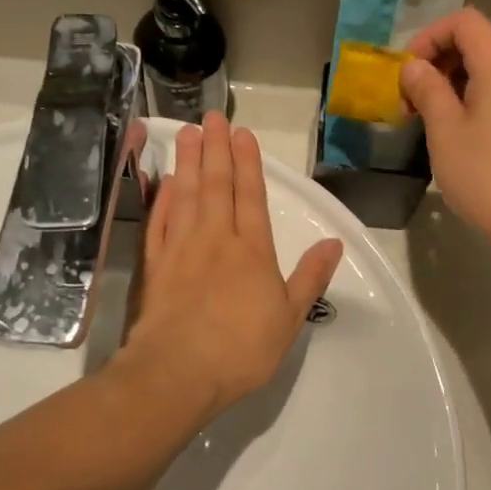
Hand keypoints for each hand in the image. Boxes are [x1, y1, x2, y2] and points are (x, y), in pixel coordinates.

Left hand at [123, 114, 342, 418]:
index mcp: (252, 249)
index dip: (248, 163)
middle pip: (216, 184)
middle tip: (211, 116)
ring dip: (188, 161)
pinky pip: (158, 221)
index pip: (251, 195)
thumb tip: (335, 242)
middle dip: (215, 148)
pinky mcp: (154, 265)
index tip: (242, 133)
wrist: (177, 373)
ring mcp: (181, 248)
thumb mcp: (290, 317)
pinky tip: (163, 181)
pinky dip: (161, 197)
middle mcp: (216, 238)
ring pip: (186, 194)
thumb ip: (311, 276)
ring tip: (187, 132)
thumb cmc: (241, 348)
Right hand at [400, 8, 490, 243]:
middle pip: (477, 42)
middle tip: (410, 98)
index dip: (430, 36)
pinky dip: (474, 95)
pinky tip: (455, 128)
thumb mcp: (445, 130)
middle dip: (438, 61)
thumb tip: (413, 67)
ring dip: (453, 81)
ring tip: (427, 116)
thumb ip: (427, 88)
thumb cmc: (487, 174)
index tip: (407, 70)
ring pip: (488, 67)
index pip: (464, 21)